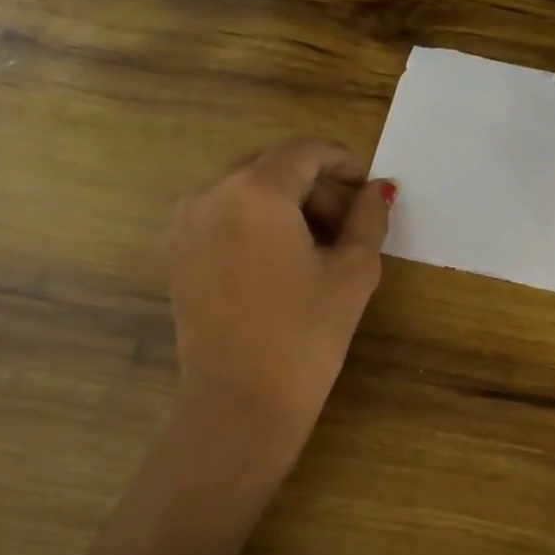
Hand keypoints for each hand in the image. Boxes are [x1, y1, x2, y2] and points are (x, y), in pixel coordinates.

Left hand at [167, 137, 393, 462]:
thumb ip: (369, 217)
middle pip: (272, 166)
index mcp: (256, 191)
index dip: (343, 160)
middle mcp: (212, 194)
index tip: (367, 186)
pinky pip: (221, 217)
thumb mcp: (353, 271)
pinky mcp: (177, 255)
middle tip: (348, 224)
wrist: (240, 402)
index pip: (305, 151)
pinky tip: (278, 261)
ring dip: (284, 204)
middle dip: (315, 186)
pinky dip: (254, 223)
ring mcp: (186, 224)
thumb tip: (378, 189)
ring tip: (316, 247)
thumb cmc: (306, 335)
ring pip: (244, 191)